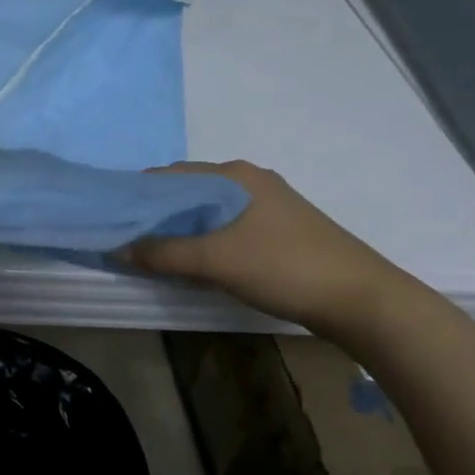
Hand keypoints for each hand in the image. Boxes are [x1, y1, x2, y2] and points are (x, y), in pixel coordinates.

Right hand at [125, 160, 413, 336]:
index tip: (113, 217)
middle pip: (189, 192)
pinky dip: (204, 239)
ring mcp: (268, 205)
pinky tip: (195, 261)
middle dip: (158, 213)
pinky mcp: (279, 229)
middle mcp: (250, 181)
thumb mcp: (215, 261)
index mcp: (235, 175)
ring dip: (181, 229)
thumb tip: (117, 249)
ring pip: (208, 211)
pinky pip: (227, 226)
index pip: (171, 175)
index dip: (139, 194)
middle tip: (128, 238)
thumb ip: (163, 253)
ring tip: (154, 252)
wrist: (361, 299)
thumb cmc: (284, 267)